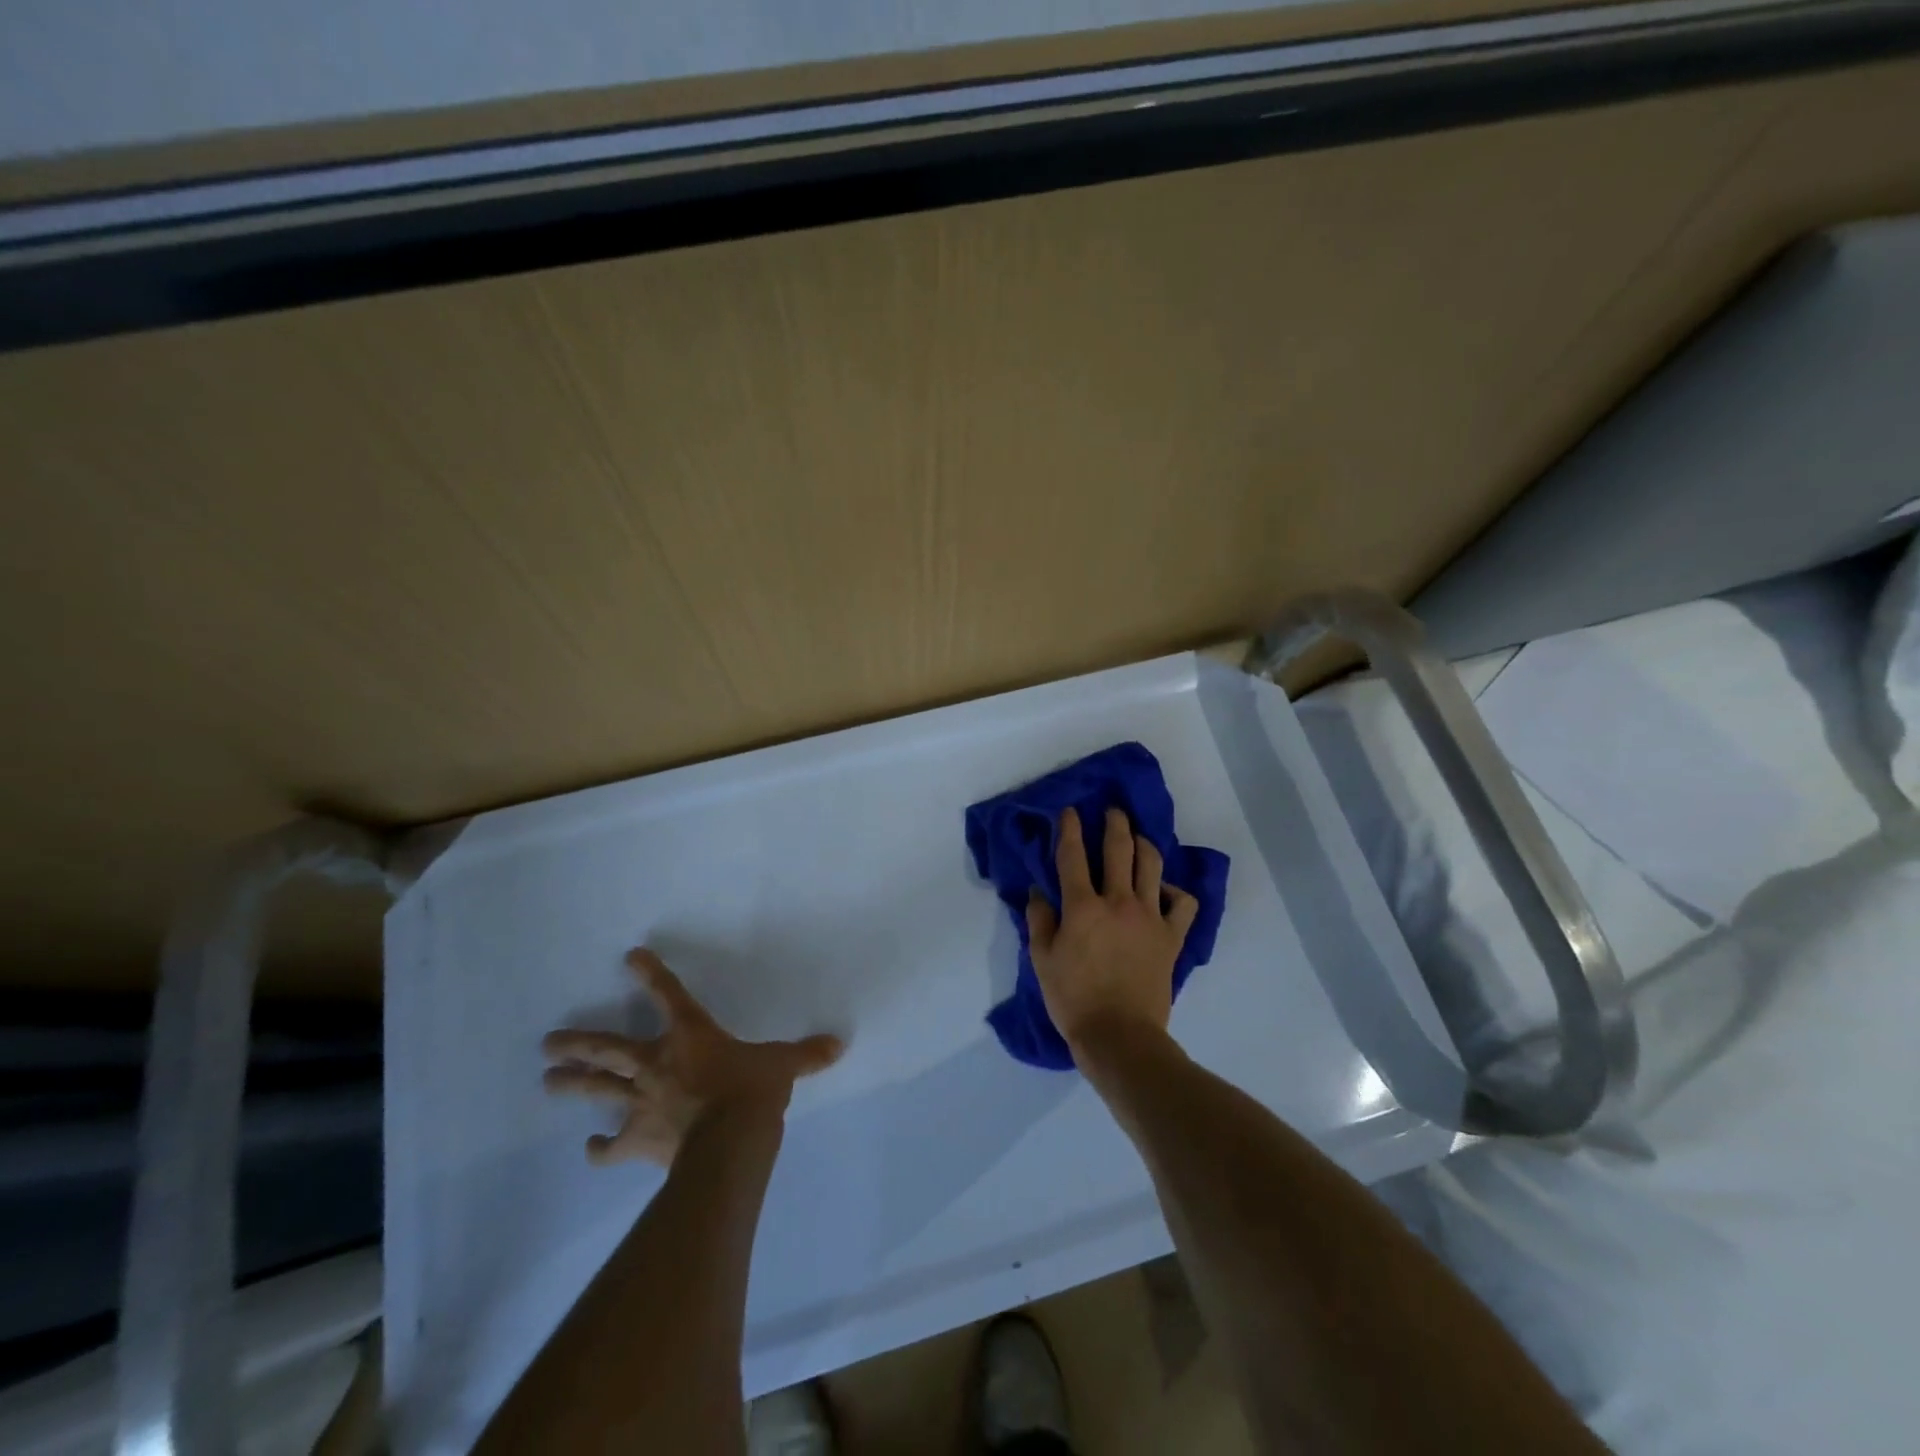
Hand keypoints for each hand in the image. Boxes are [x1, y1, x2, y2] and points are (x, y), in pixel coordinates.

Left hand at [541, 948, 843, 1166]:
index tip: (629, 956)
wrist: (730, 1141)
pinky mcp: (638, 1140)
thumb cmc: (753, 1090)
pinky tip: (590, 1148)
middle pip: (609, 1049)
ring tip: (547, 1080)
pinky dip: (599, 1148)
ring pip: (598, 1091)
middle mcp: (657, 1064)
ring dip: (572, 1085)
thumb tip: (839, 1044)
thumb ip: (806, 1054)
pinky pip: (611, 1146)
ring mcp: (642, 1103)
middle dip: (578, 1043)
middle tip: (547, 1042)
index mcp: (690, 1036)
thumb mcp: (783, 1065)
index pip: (668, 996)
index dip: (650, 974)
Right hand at [1025, 806, 1199, 1055]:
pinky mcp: (1171, 936)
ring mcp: (1149, 916)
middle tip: (1113, 811)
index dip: (1070, 828)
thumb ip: (1039, 920)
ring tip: (1138, 837)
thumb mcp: (1042, 960)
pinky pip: (1182, 903)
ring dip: (1144, 844)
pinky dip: (1175, 891)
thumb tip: (1038, 892)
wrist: (1120, 1035)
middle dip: (1115, 823)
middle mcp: (1118, 901)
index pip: (1073, 856)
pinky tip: (1164, 891)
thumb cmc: (1073, 999)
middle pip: (1119, 849)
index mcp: (1082, 906)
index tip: (1071, 811)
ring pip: (1152, 865)